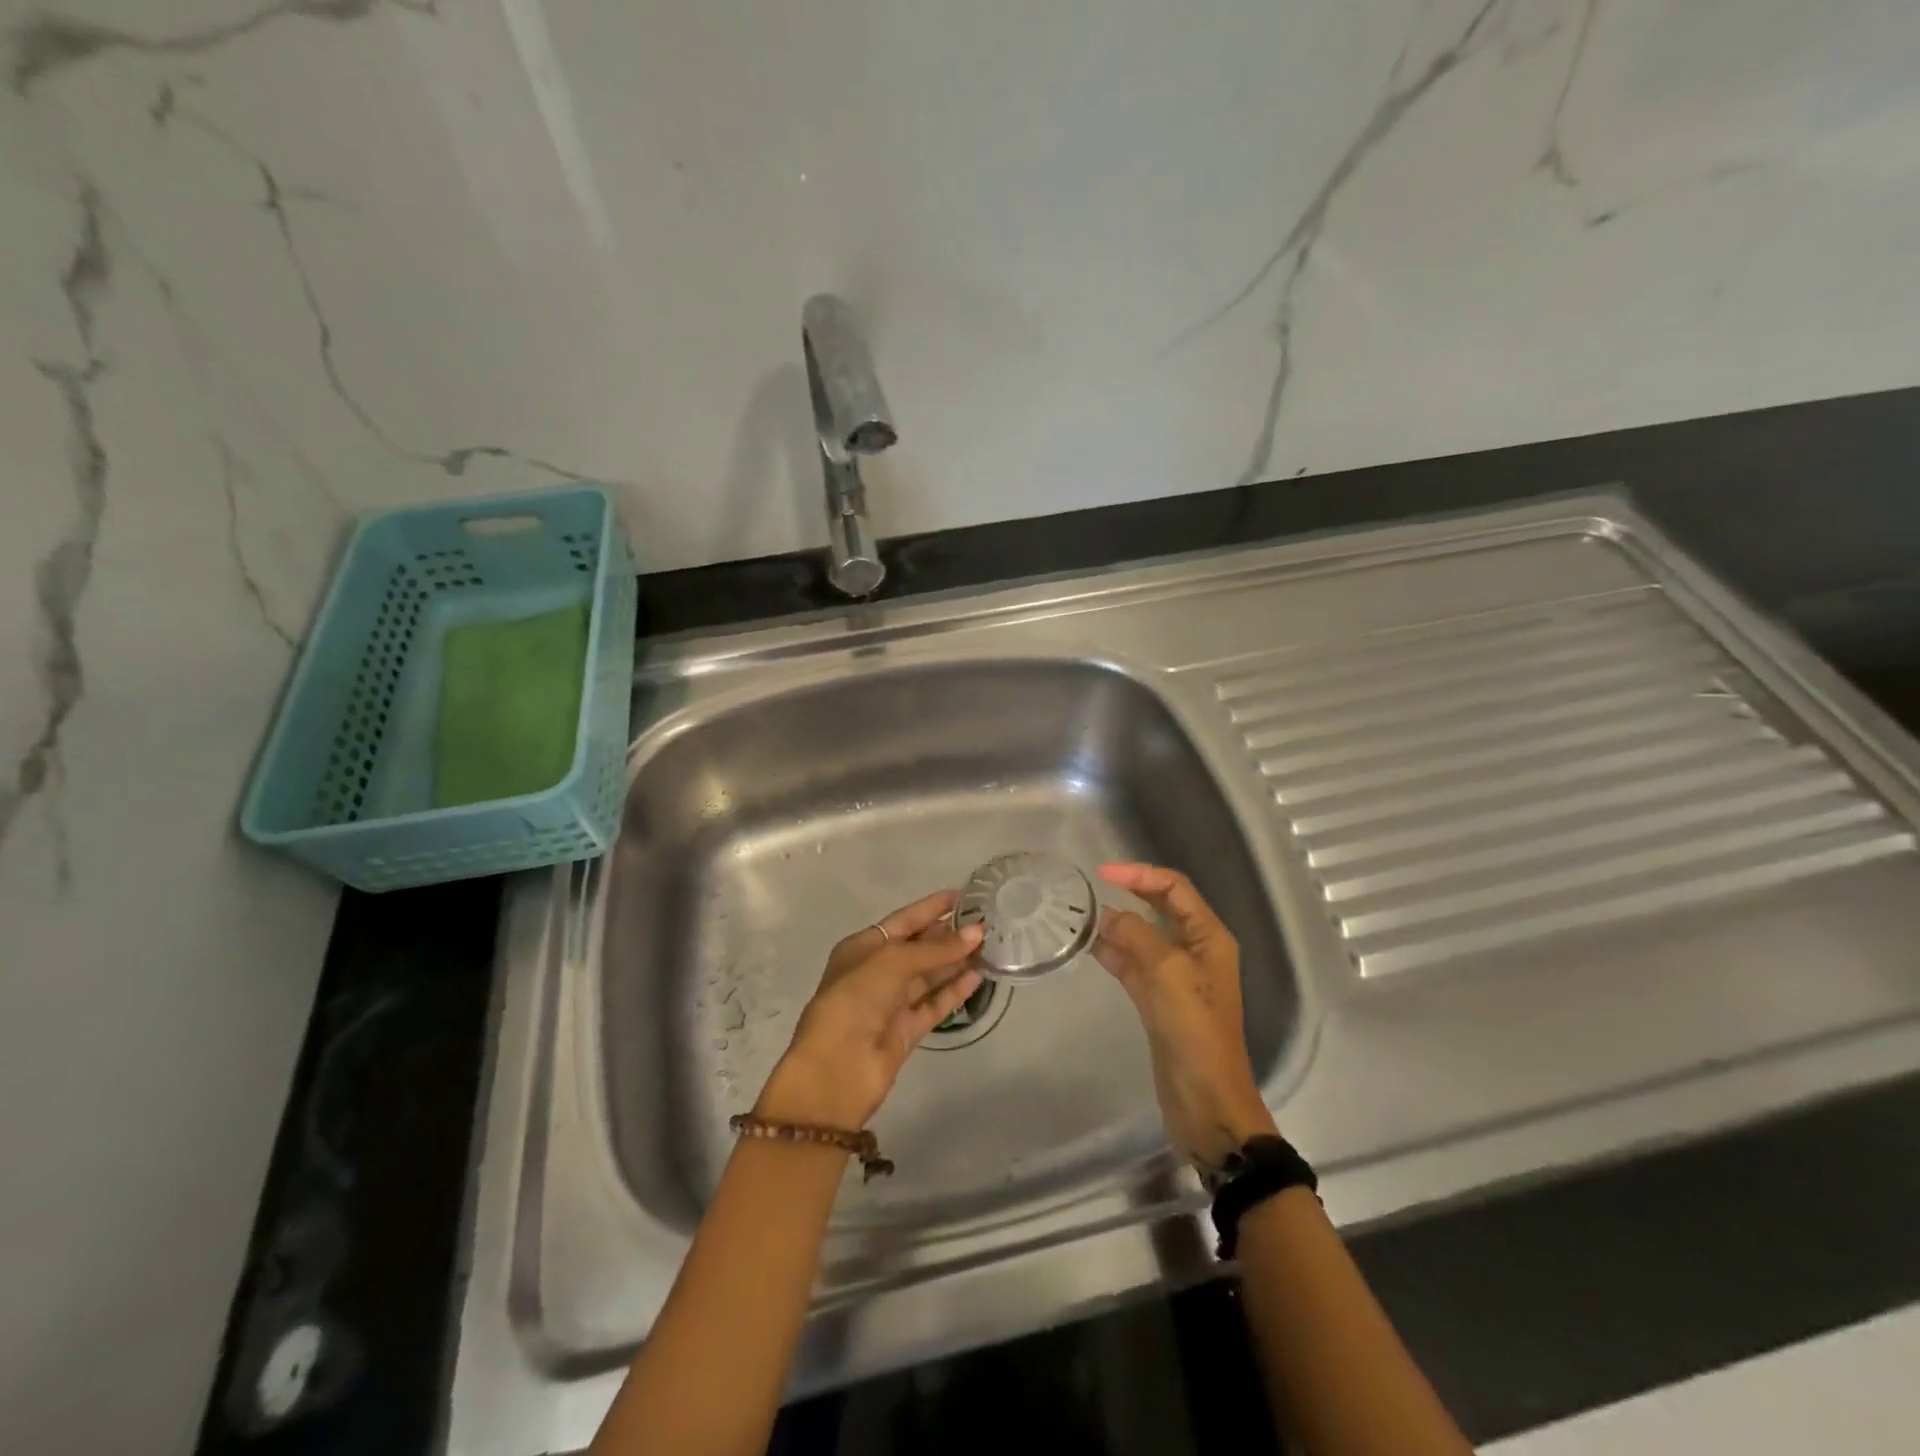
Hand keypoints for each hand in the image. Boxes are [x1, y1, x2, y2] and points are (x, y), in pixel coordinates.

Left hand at [756, 890, 984, 1130]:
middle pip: (918, 948)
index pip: (903, 920)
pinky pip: (934, 1004)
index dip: (930, 907)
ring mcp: (892, 1003)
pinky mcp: (906, 1031)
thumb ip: (936, 949)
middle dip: (948, 935)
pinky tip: (979, 976)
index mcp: (862, 947)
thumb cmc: (856, 998)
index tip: (961, 896)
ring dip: (956, 961)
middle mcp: (876, 972)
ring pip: (929, 976)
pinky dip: (955, 990)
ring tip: (990, 946)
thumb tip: (977, 933)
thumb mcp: (893, 962)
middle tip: (986, 922)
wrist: (836, 1067)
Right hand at [1094, 862, 1276, 1174]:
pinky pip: (1133, 966)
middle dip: (1129, 894)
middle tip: (1090, 890)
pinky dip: (1113, 953)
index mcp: (1209, 936)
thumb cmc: (1194, 1028)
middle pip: (1160, 909)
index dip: (1140, 874)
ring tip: (1080, 916)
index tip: (1102, 874)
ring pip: (1143, 937)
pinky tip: (1088, 946)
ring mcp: (1176, 977)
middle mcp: (1195, 950)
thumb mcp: (1166, 971)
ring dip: (1117, 925)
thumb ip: (1134, 935)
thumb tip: (1106, 915)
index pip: (1174, 888)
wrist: (1205, 1100)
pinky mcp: (1158, 1001)